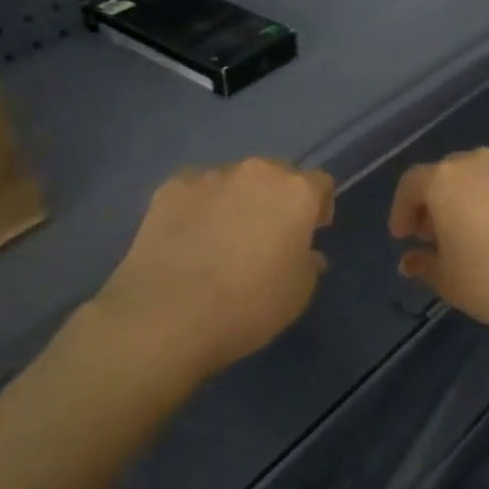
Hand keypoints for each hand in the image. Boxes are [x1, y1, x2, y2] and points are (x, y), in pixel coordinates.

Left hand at [95, 158, 333, 381]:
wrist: (168, 315)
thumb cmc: (249, 305)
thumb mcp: (298, 294)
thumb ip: (308, 263)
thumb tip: (305, 253)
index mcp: (296, 192)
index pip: (320, 184)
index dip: (317, 208)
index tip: (310, 233)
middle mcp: (257, 172)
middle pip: (275, 176)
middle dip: (275, 199)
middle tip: (265, 236)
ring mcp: (209, 176)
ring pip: (233, 181)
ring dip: (235, 201)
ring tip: (220, 239)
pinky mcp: (169, 188)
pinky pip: (194, 191)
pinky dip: (197, 207)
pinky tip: (188, 238)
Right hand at [389, 148, 488, 337]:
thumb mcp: (450, 283)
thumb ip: (424, 266)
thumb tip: (410, 260)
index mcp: (446, 181)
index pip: (411, 184)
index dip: (401, 210)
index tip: (403, 237)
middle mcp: (479, 163)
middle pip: (447, 174)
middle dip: (435, 202)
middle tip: (435, 235)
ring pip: (482, 177)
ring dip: (470, 200)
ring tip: (475, 235)